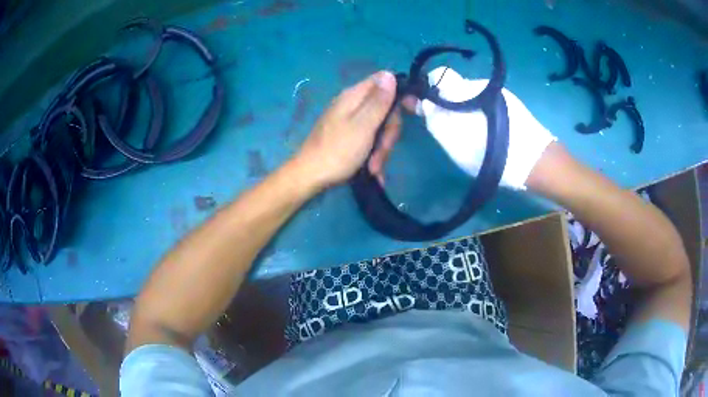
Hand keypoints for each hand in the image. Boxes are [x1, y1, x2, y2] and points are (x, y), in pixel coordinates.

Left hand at [294, 71, 399, 189]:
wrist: (309, 177)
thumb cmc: (337, 151)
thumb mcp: (363, 125)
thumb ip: (379, 101)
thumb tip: (390, 74)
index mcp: (354, 96)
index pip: (383, 82)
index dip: (400, 94)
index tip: (413, 110)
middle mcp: (352, 105)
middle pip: (384, 109)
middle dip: (388, 133)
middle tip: (382, 151)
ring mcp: (350, 122)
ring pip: (379, 128)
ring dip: (381, 150)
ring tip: (373, 168)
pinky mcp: (348, 137)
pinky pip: (369, 140)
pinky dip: (373, 155)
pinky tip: (372, 171)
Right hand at [408, 67, 556, 189]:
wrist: (534, 161)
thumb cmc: (490, 154)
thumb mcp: (454, 142)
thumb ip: (434, 119)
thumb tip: (421, 102)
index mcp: (465, 89)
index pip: (438, 74)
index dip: (429, 88)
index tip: (426, 106)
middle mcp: (481, 84)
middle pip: (454, 86)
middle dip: (447, 102)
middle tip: (451, 126)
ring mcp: (498, 92)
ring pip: (471, 96)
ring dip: (465, 109)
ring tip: (474, 133)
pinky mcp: (511, 102)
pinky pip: (486, 102)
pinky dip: (481, 113)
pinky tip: (489, 132)